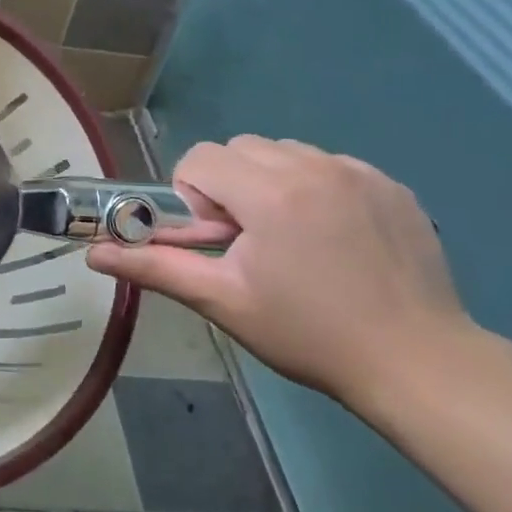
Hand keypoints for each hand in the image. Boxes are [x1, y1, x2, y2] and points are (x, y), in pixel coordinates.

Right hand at [87, 136, 472, 409]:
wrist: (418, 362)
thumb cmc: (308, 334)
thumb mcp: (224, 301)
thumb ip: (155, 268)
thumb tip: (93, 254)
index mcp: (270, 192)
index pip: (202, 158)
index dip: (194, 196)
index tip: (217, 239)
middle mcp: (314, 166)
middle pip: (241, 149)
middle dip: (230, 186)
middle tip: (249, 241)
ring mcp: (359, 171)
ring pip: (285, 152)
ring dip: (271, 182)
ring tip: (292, 238)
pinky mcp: (391, 184)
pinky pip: (330, 165)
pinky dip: (316, 187)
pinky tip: (334, 237)